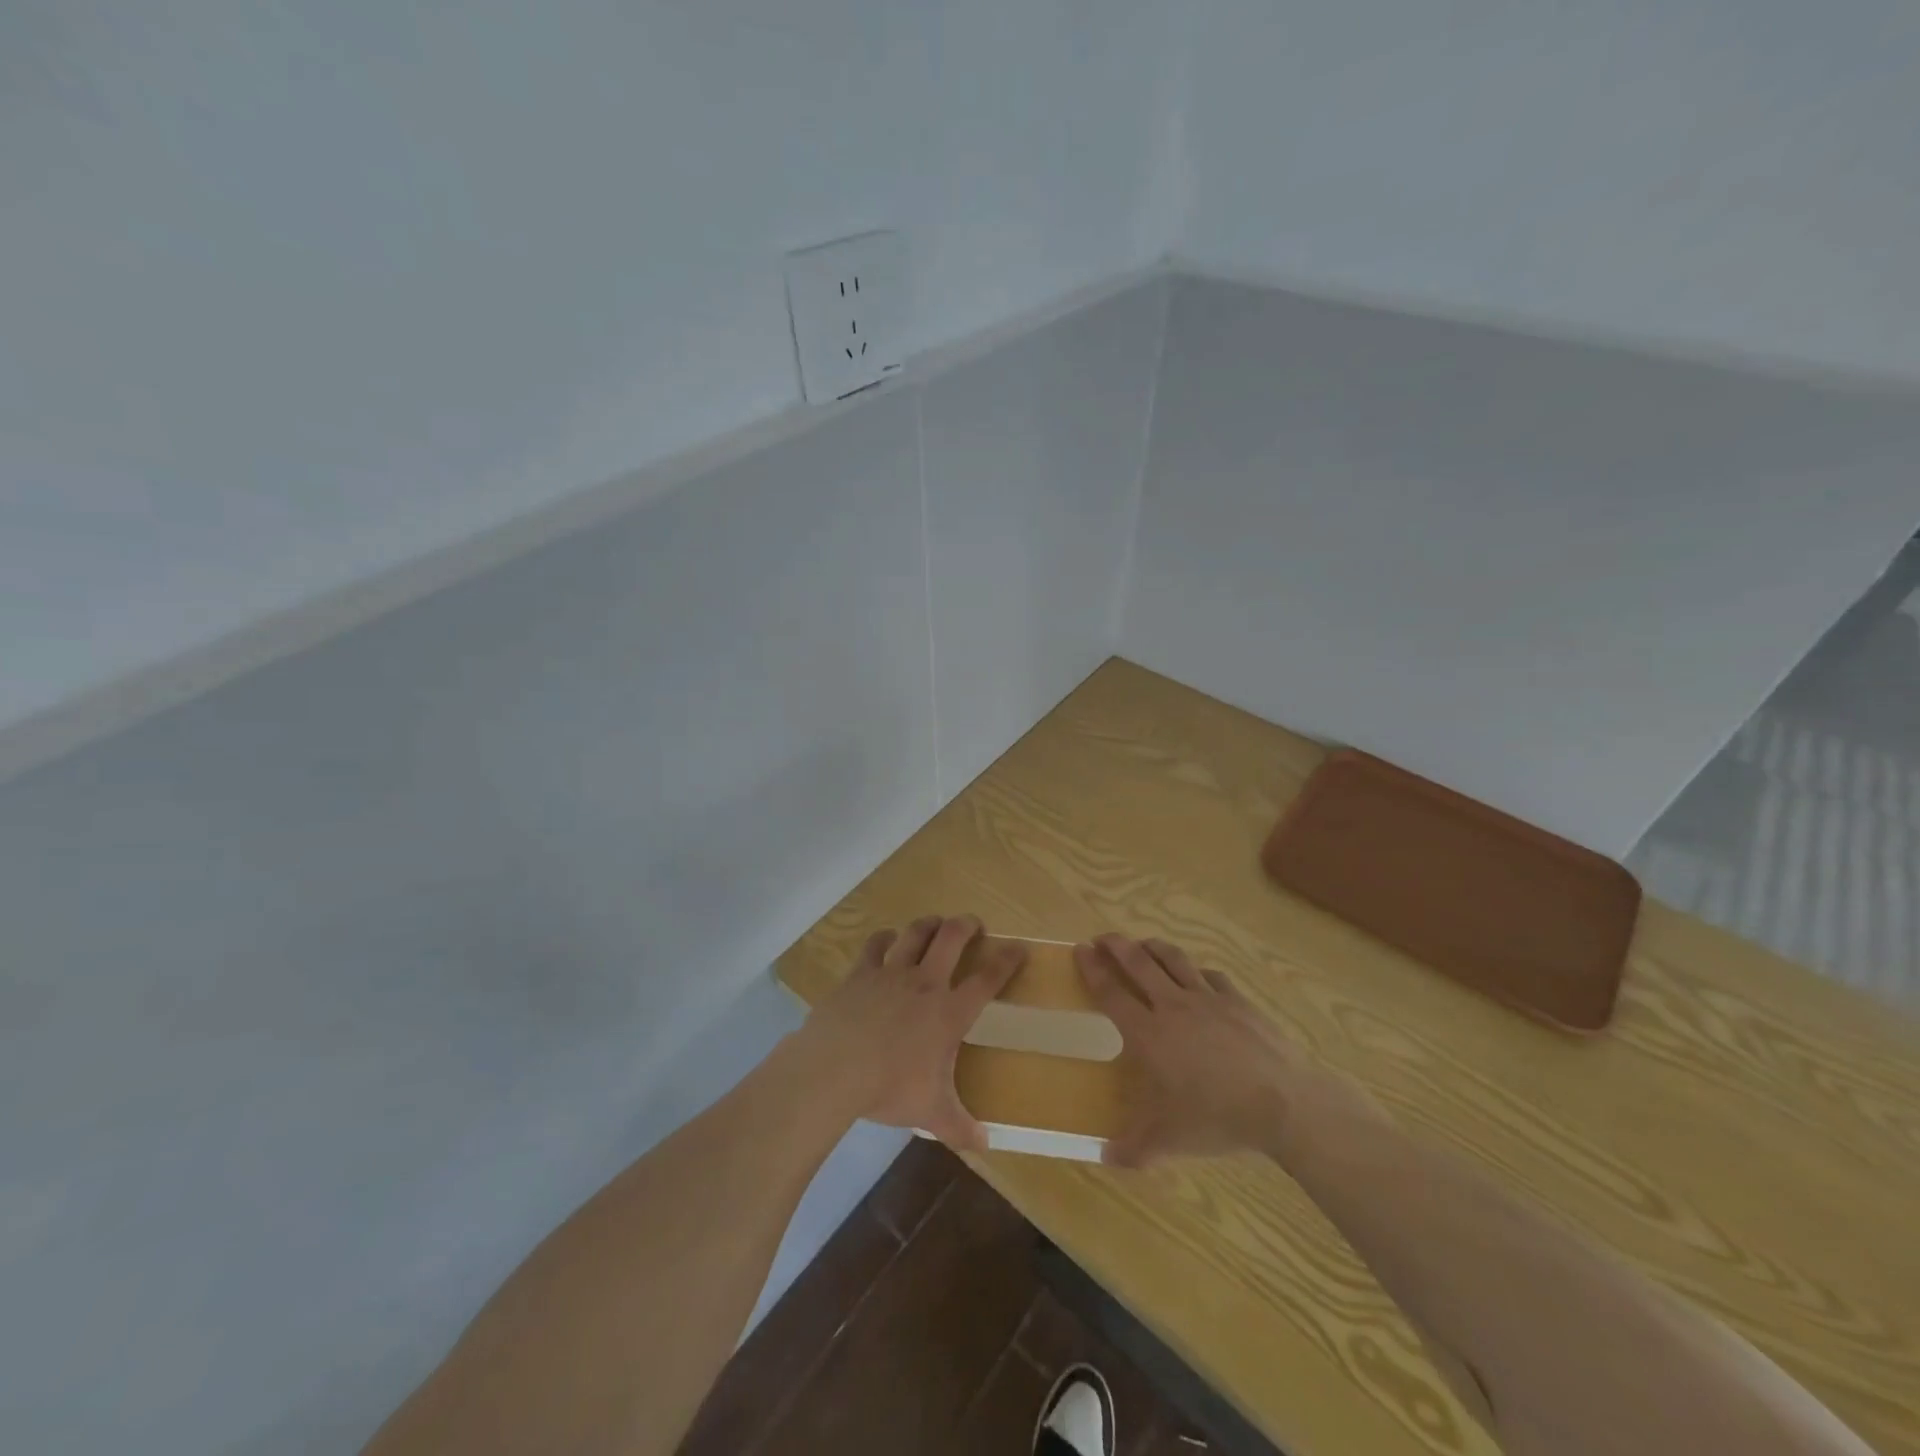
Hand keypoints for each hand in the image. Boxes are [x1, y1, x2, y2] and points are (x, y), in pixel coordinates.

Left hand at [794, 914, 1024, 1151]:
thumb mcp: (930, 1112)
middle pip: (952, 938)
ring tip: (935, 923)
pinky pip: (875, 944)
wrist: (835, 1069)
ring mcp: (891, 972)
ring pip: (915, 933)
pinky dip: (884, 938)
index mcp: (949, 1012)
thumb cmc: (889, 1088)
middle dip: (967, 925)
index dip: (1007, 960)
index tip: (1019, 947)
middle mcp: (925, 983)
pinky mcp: (861, 972)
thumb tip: (985, 1145)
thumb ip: (960, 1126)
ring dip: (929, 924)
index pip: (987, 979)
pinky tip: (887, 939)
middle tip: (974, 924)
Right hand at [1074, 934, 1294, 1167]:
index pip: (1111, 993)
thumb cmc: (1218, 1118)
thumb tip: (1105, 1158)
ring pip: (1173, 960)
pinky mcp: (1237, 1000)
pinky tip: (1197, 975)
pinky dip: (1197, 971)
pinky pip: (1211, 976)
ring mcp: (1208, 999)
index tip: (1079, 950)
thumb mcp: (1171, 1140)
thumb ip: (1135, 1148)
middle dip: (1116, 946)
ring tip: (1142, 944)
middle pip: (1138, 964)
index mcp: (1149, 1034)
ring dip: (1153, 947)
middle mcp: (1173, 1006)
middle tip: (1102, 938)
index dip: (1092, 970)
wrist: (1283, 1102)